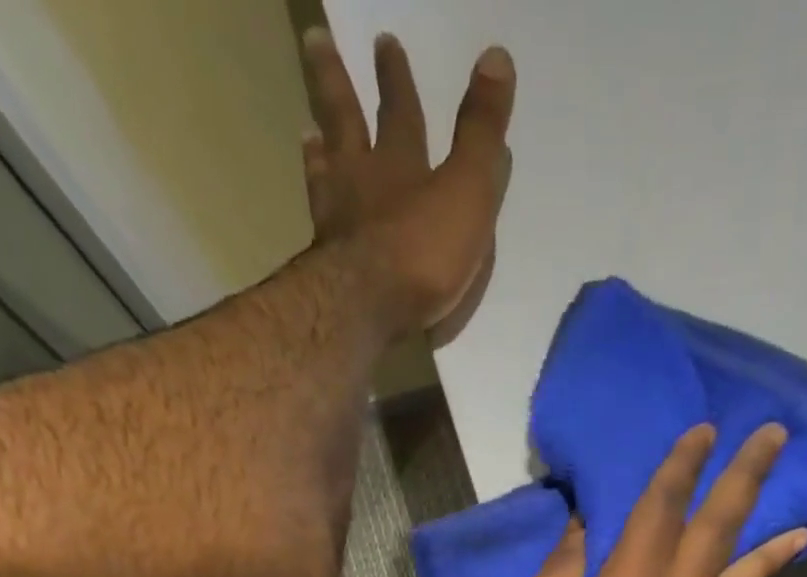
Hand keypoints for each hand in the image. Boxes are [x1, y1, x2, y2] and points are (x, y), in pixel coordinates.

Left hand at [301, 29, 514, 343]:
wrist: (368, 306)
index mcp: (399, 163)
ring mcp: (337, 220)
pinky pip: (320, 224)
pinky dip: (317, 208)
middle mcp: (361, 181)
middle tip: (316, 41)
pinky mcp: (327, 263)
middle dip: (336, 82)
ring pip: (325, 171)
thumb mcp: (466, 190)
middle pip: (345, 120)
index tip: (384, 40)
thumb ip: (481, 134)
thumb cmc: (423, 251)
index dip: (395, 77)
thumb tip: (497, 56)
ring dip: (319, 149)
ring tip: (309, 132)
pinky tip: (316, 212)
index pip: (399, 110)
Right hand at [490, 423, 806, 576]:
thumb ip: (558, 573)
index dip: (681, 468)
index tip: (704, 430)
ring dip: (768, 544)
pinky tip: (751, 573)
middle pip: (715, 535)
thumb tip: (584, 529)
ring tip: (806, 524)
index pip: (660, 514)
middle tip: (776, 437)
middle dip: (745, 481)